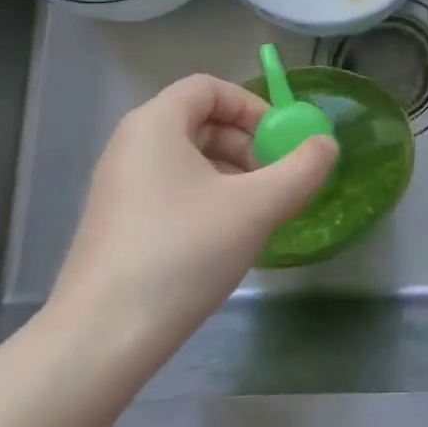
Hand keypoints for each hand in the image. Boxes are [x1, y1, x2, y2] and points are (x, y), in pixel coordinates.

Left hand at [49, 75, 337, 356]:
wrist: (101, 339)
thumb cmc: (183, 252)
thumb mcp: (256, 207)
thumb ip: (301, 169)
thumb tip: (326, 144)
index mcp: (155, 123)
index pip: (209, 88)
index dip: (252, 106)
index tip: (281, 141)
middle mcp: (131, 145)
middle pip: (199, 121)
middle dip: (246, 144)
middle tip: (276, 179)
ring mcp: (119, 186)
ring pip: (188, 160)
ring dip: (231, 175)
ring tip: (258, 213)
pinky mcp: (117, 224)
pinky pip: (170, 190)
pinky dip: (206, 199)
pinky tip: (225, 239)